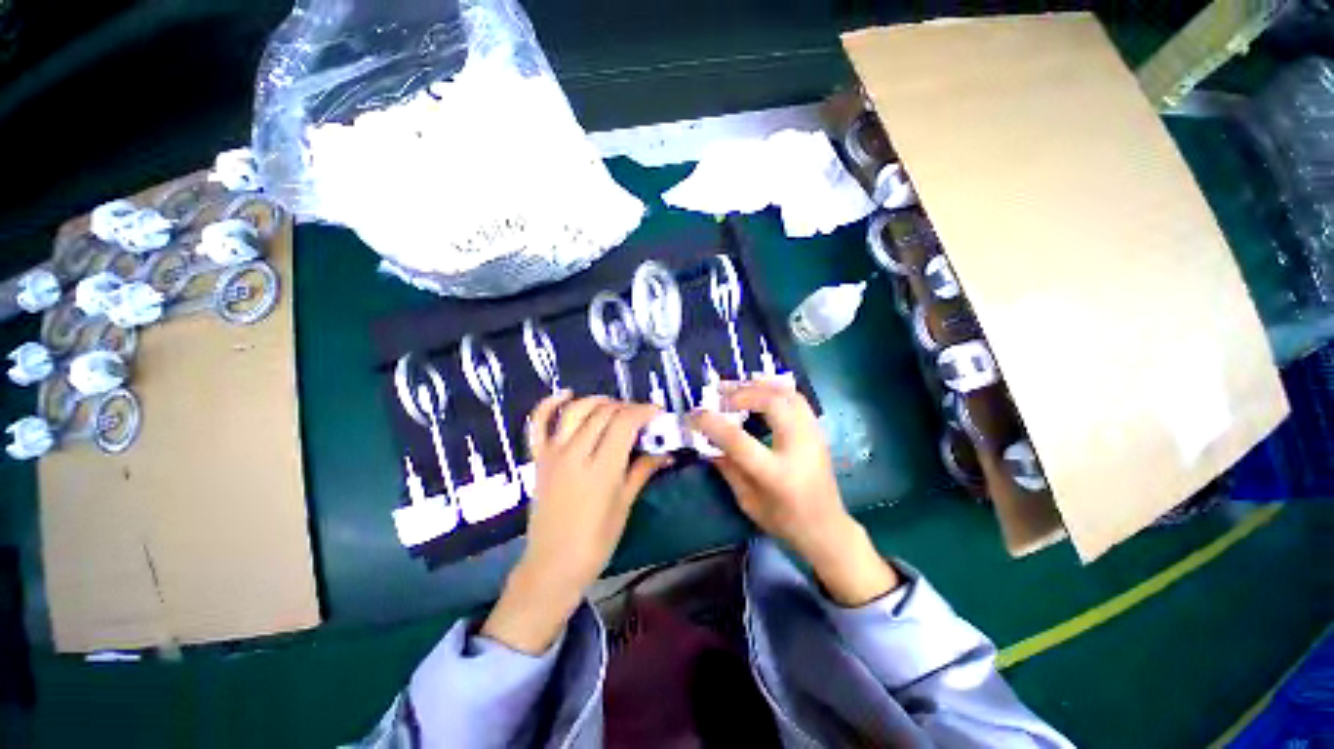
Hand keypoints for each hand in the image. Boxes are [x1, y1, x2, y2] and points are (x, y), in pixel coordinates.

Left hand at [482, 391, 669, 653]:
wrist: (552, 565)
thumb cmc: (596, 541)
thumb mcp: (625, 504)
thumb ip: (643, 470)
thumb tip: (667, 453)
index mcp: (601, 469)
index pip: (624, 423)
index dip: (643, 411)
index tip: (657, 411)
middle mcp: (576, 453)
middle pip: (603, 413)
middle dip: (627, 407)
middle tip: (640, 416)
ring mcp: (553, 453)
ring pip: (576, 410)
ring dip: (598, 401)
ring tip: (614, 406)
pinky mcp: (539, 457)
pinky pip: (539, 423)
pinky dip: (550, 403)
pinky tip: (567, 394)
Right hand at [691, 380, 898, 605]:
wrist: (827, 528)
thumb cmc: (785, 521)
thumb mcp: (748, 501)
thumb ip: (727, 468)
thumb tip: (707, 442)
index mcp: (776, 473)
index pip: (739, 441)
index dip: (713, 424)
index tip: (694, 414)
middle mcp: (798, 447)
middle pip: (772, 404)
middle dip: (742, 393)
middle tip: (719, 393)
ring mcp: (813, 435)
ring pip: (788, 394)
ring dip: (759, 385)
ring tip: (737, 385)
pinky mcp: (817, 431)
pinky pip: (797, 398)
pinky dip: (776, 389)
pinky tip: (760, 389)